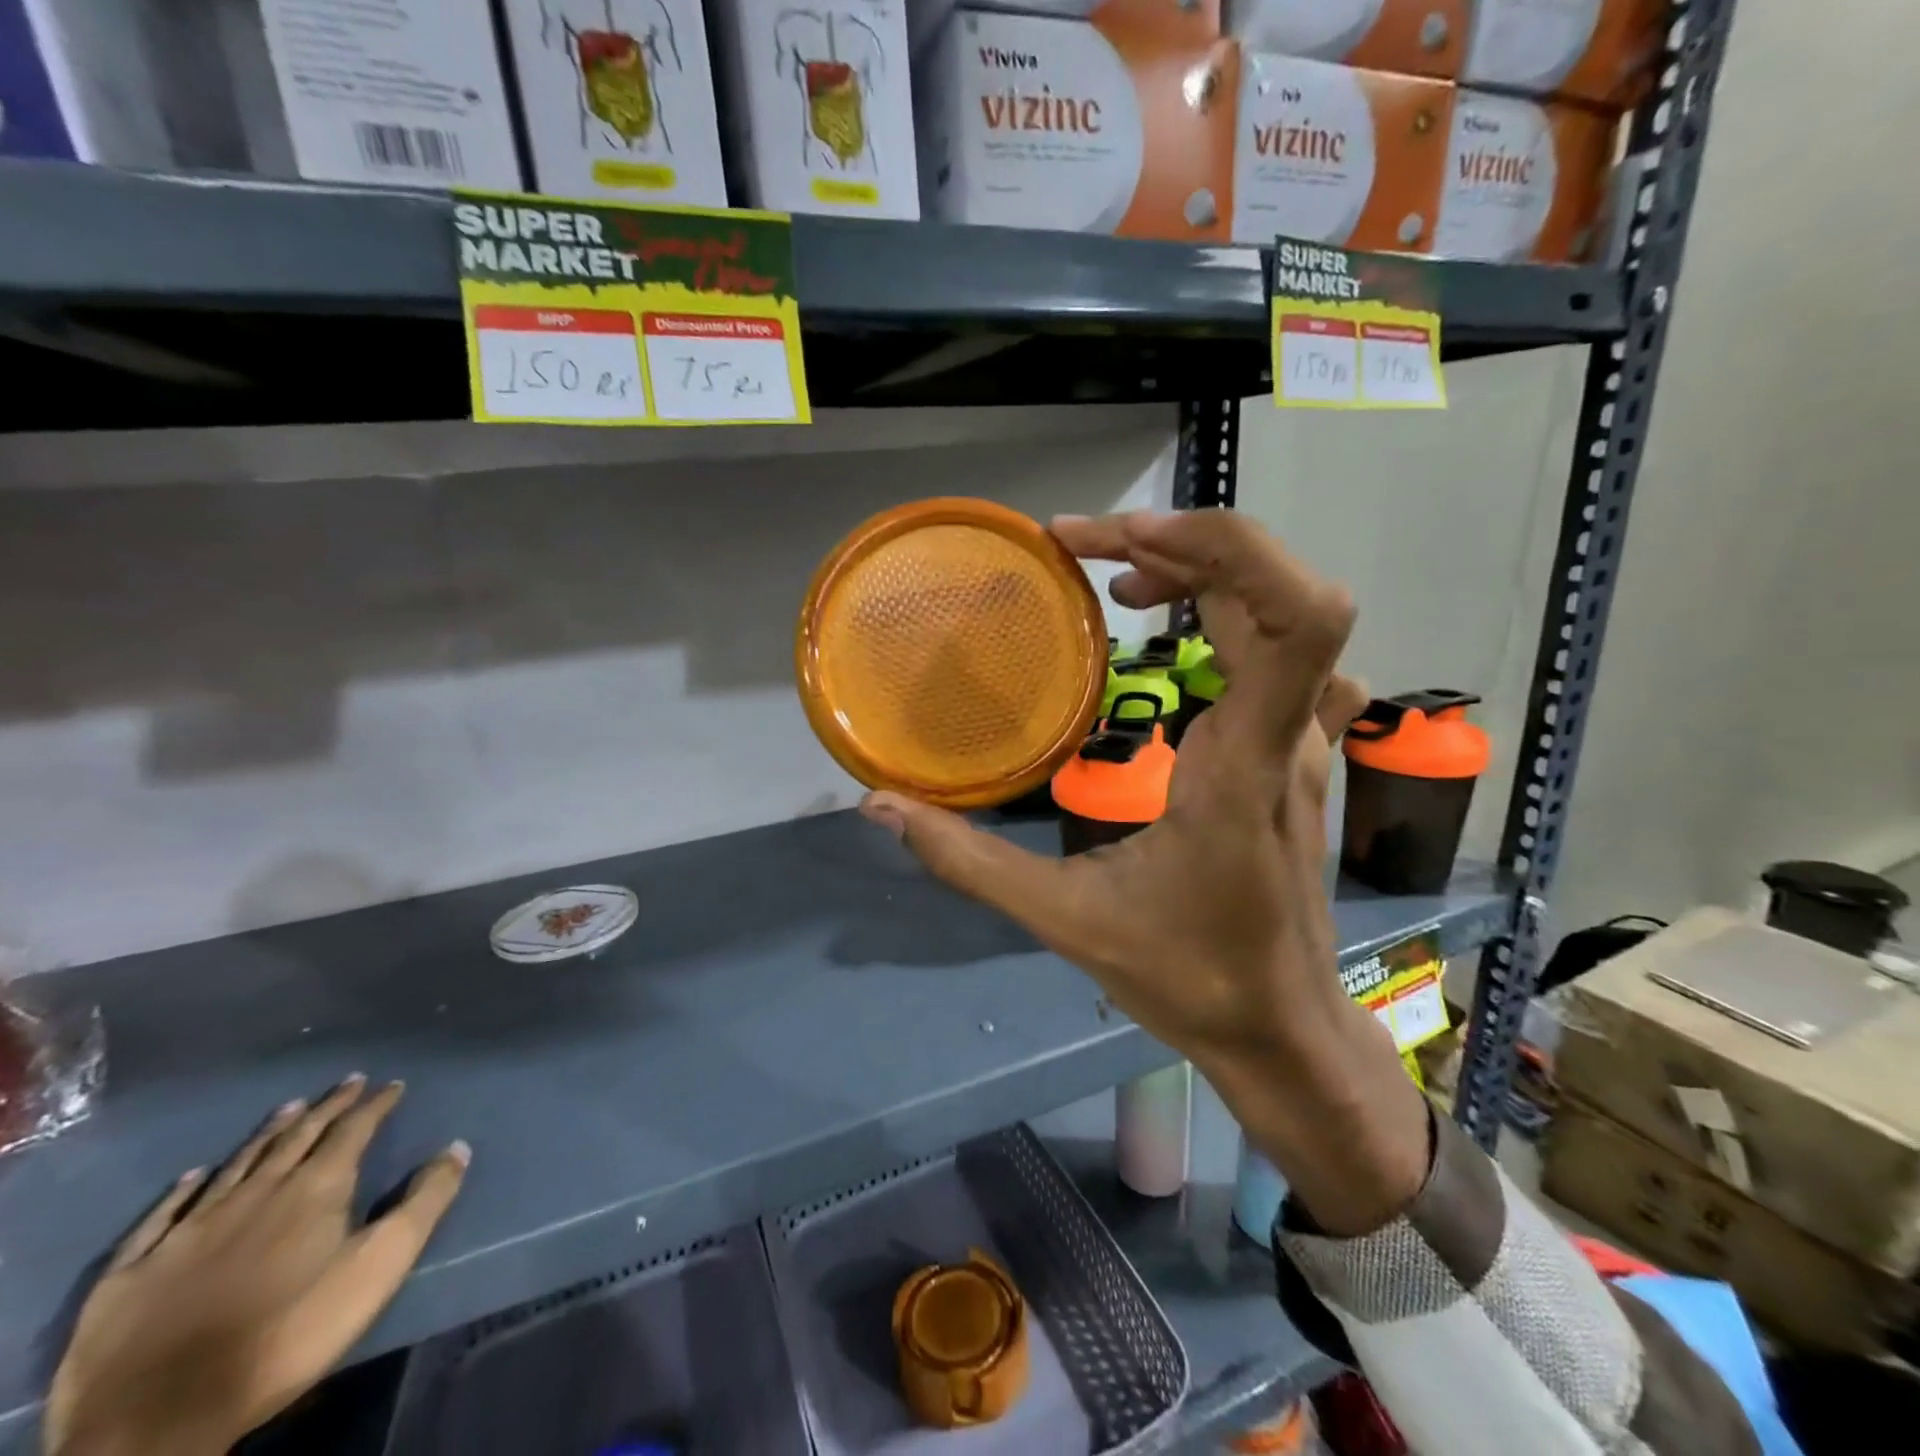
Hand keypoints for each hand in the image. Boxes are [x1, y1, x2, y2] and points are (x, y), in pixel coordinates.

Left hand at [46, 1076, 468, 1455]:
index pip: (353, 1131)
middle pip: (296, 1138)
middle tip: (347, 1082)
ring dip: (267, 1134)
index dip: (376, 1105)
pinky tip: (192, 1176)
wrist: (156, 1419)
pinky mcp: (132, 1272)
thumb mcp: (379, 1265)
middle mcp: (254, 1193)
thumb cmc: (288, 1333)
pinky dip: (181, 1191)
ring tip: (288, 1108)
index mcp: (314, 1189)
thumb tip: (457, 1147)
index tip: (393, 1084)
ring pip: (236, 1166)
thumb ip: (424, 1202)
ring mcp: (186, 1231)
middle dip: (326, 1108)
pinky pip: (161, 1217)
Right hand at [860, 510, 1428, 1234]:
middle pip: (1278, 590)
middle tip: (1084, 548)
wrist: (1282, 1028)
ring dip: (1203, 571)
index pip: (1296, 616)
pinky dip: (1230, 610)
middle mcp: (1284, 735)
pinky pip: (1284, 651)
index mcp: (1241, 765)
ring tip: (1115, 580)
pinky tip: (1177, 629)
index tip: (1126, 544)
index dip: (1225, 548)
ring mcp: (1300, 741)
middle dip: (1183, 543)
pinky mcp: (1294, 752)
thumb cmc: (1187, 977)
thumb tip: (881, 806)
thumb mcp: (1065, 921)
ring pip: (1280, 613)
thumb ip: (968, 862)